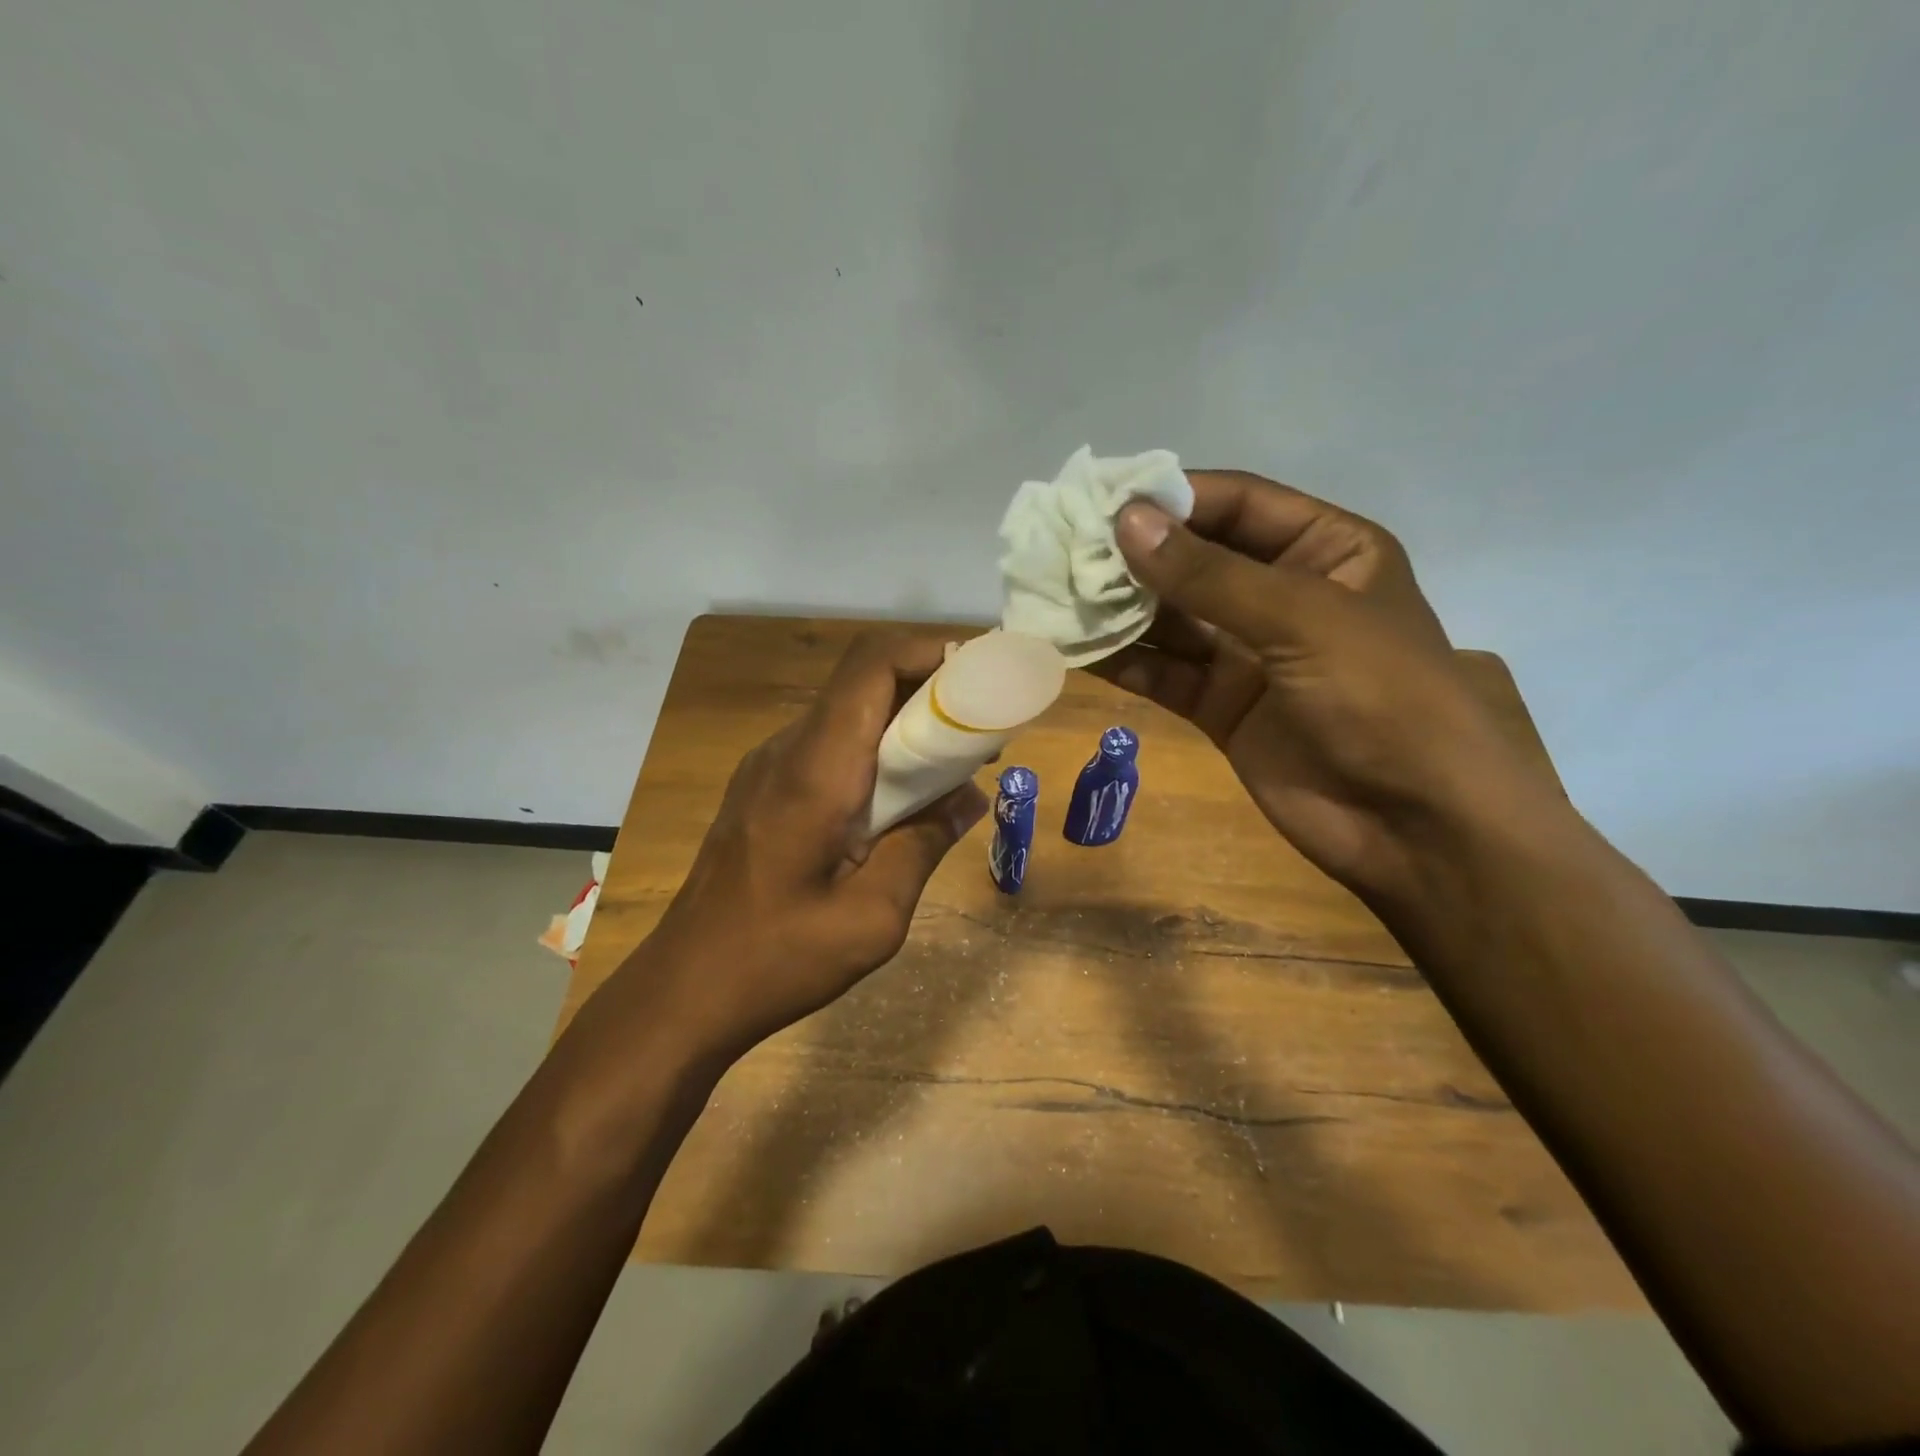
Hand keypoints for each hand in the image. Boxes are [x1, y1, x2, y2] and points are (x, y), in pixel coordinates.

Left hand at [633, 632, 986, 1061]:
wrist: (682, 991)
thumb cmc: (778, 960)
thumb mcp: (873, 917)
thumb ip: (924, 845)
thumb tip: (969, 796)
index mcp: (816, 771)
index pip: (871, 666)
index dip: (929, 653)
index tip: (980, 681)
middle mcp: (787, 750)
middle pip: (863, 682)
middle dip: (928, 690)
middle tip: (979, 731)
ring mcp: (767, 767)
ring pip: (846, 713)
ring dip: (902, 722)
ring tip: (950, 766)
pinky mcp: (761, 789)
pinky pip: (827, 745)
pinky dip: (873, 750)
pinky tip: (897, 798)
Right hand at [1097, 470, 1551, 895]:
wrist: (1414, 824)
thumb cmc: (1382, 698)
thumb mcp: (1302, 619)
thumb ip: (1209, 575)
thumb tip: (1125, 522)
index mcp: (1325, 550)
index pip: (1238, 504)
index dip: (1172, 498)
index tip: (1101, 501)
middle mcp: (1282, 593)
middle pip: (1195, 561)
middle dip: (1134, 556)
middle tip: (1064, 549)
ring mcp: (1248, 653)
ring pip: (1171, 619)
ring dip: (1119, 609)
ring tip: (1055, 595)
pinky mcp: (1220, 705)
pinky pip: (1163, 672)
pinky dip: (1123, 661)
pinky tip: (1074, 647)